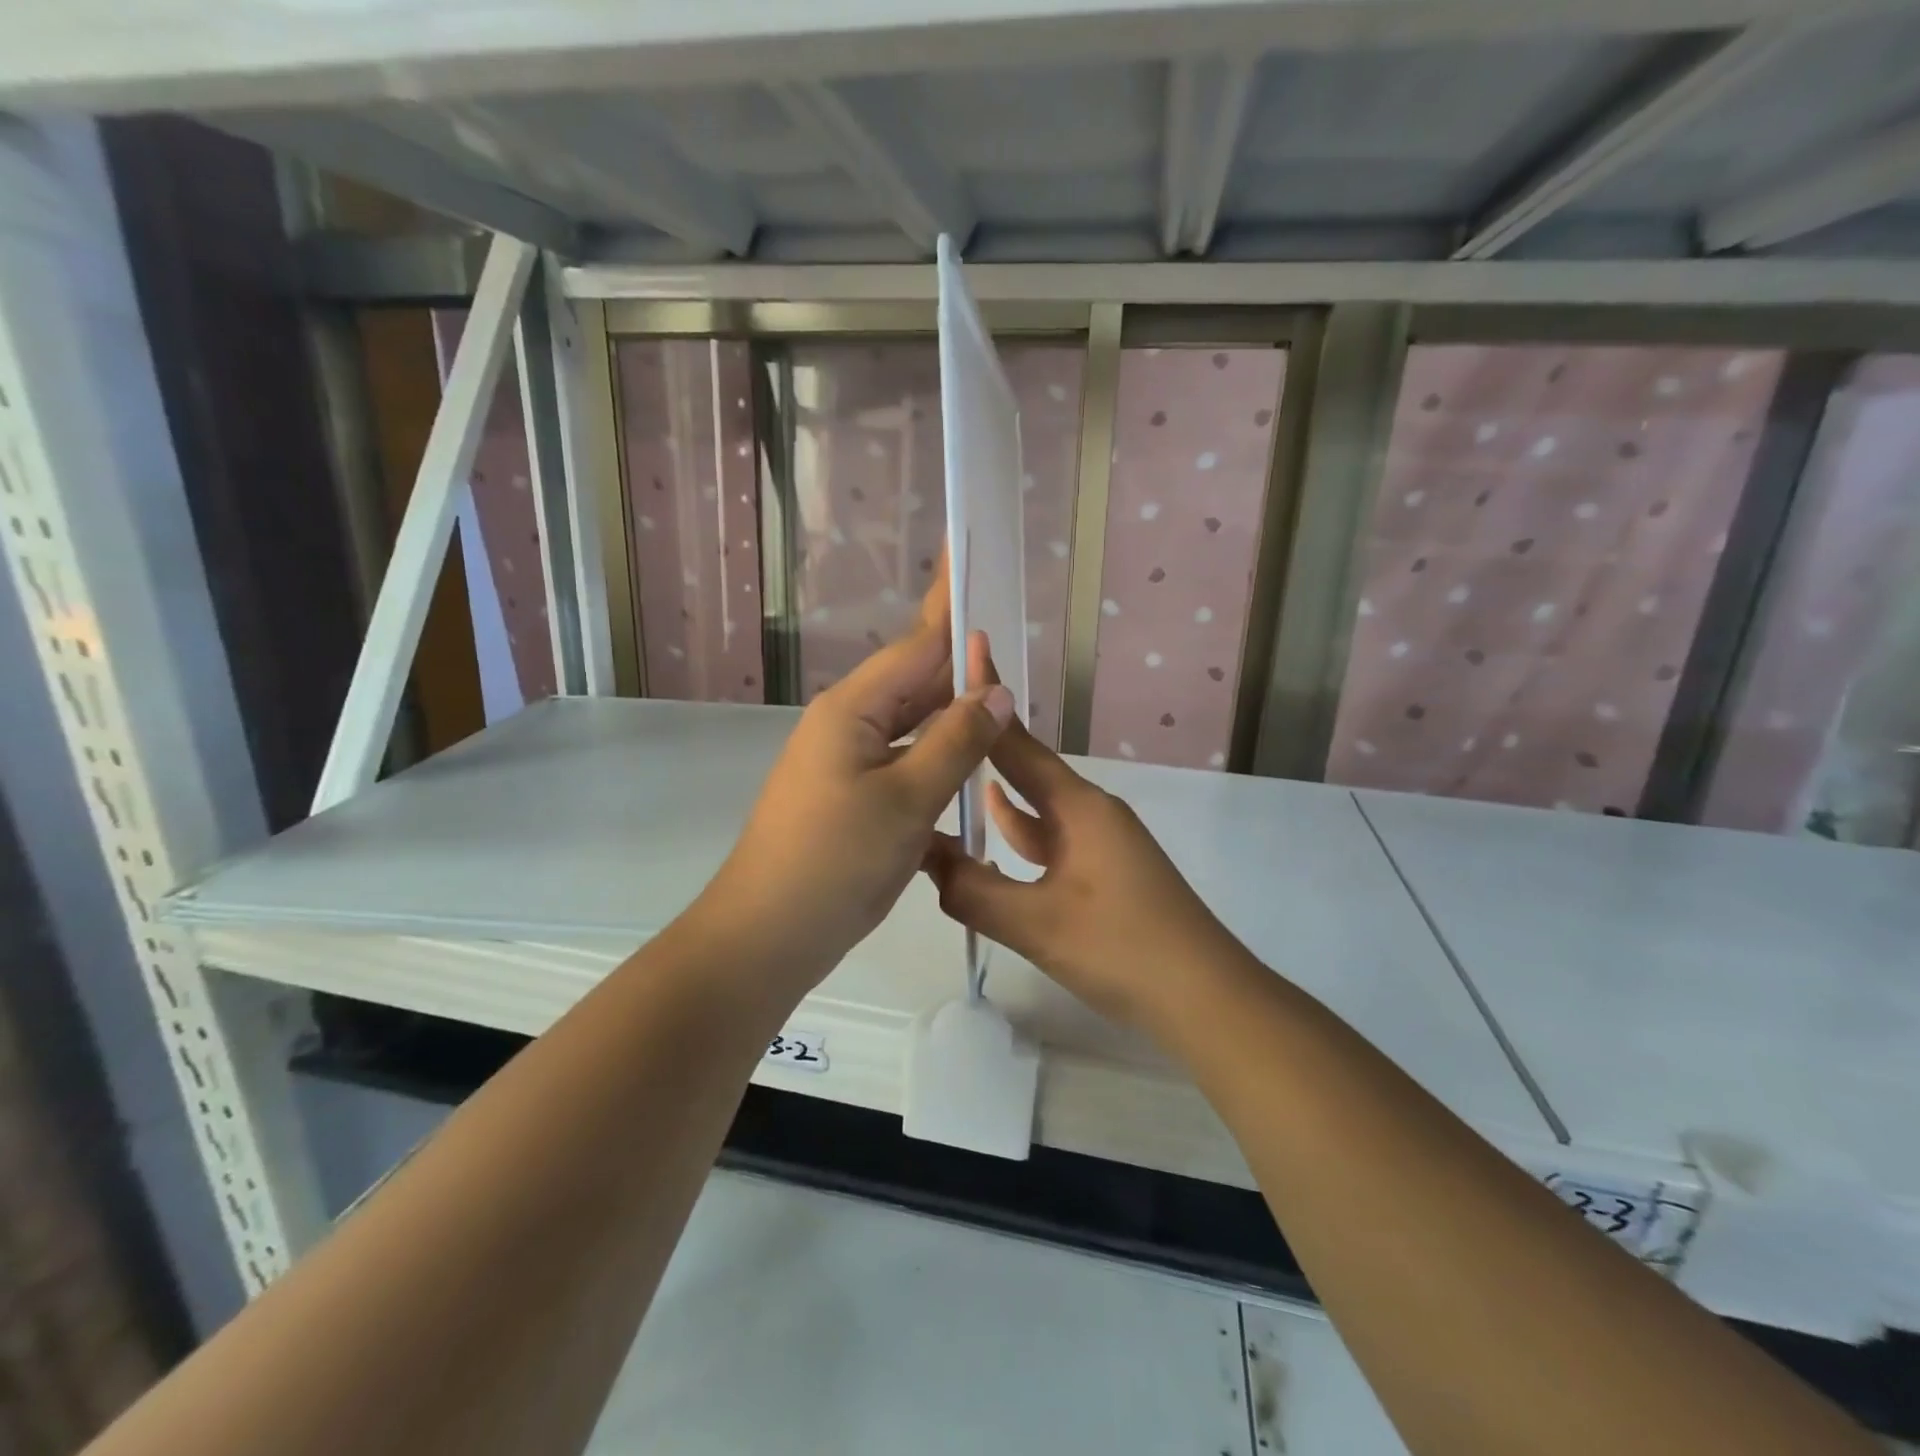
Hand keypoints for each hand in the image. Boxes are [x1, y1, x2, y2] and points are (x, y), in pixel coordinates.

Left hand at [702, 614, 1011, 990]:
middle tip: (1009, 641)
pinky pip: (905, 760)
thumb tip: (996, 690)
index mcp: (853, 709)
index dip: (948, 606)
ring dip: (952, 711)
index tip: (967, 559)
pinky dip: (939, 755)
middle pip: (915, 681)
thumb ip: (957, 740)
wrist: (768, 935)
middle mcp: (848, 725)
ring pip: (912, 724)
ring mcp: (848, 763)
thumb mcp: (907, 799)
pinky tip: (969, 761)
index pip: (915, 645)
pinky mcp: (854, 797)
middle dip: (960, 661)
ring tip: (1000, 696)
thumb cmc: (834, 861)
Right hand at [920, 700, 1243, 1032]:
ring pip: (1036, 808)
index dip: (987, 699)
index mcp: (1078, 807)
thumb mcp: (1037, 924)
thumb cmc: (1123, 949)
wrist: (1205, 998)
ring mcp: (1099, 843)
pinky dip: (1018, 834)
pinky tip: (992, 838)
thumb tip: (923, 860)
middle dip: (983, 746)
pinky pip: (1049, 840)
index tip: (966, 650)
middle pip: (1026, 770)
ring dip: (997, 794)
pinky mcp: (1102, 873)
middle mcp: (1090, 812)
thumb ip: (973, 891)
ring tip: (949, 774)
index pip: (1018, 743)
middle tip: (934, 724)